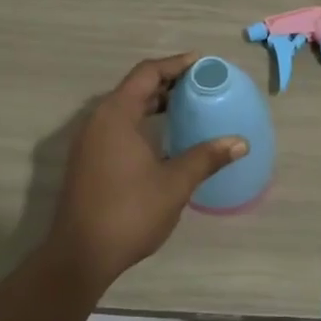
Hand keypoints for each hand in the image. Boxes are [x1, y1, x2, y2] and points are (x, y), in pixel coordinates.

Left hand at [48, 54, 246, 289]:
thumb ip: (206, 157)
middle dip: (167, 82)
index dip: (175, 64)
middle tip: (200, 85)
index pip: (147, 73)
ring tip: (187, 107)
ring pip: (125, 108)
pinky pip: (117, 126)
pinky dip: (142, 121)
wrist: (80, 256)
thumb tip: (240, 143)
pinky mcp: (88, 160)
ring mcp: (89, 142)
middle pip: (134, 88)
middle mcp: (98, 121)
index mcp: (116, 115)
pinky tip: (164, 138)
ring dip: (154, 103)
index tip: (202, 63)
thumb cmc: (129, 212)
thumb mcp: (175, 183)